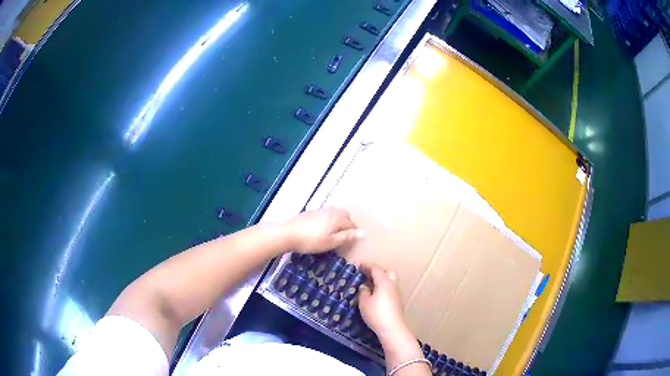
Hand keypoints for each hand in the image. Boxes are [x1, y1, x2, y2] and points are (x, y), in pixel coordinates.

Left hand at [285, 207, 361, 252]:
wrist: (287, 233)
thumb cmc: (311, 241)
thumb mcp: (331, 242)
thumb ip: (347, 237)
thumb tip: (363, 233)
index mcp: (337, 218)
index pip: (351, 224)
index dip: (354, 232)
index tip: (353, 241)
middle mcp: (330, 211)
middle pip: (344, 215)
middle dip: (348, 223)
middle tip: (346, 236)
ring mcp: (319, 210)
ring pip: (334, 213)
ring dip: (338, 220)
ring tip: (335, 232)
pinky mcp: (310, 212)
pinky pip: (326, 214)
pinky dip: (329, 220)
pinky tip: (322, 228)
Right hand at [358, 264, 409, 340]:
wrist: (393, 328)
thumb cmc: (376, 313)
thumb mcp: (364, 302)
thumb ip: (363, 292)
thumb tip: (364, 286)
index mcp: (384, 281)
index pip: (376, 269)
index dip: (367, 266)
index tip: (359, 266)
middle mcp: (392, 285)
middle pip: (388, 272)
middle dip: (378, 271)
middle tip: (367, 274)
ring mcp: (396, 293)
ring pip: (390, 281)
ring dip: (381, 280)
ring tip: (370, 285)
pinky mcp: (397, 302)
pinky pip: (390, 289)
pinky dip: (383, 287)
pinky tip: (376, 295)